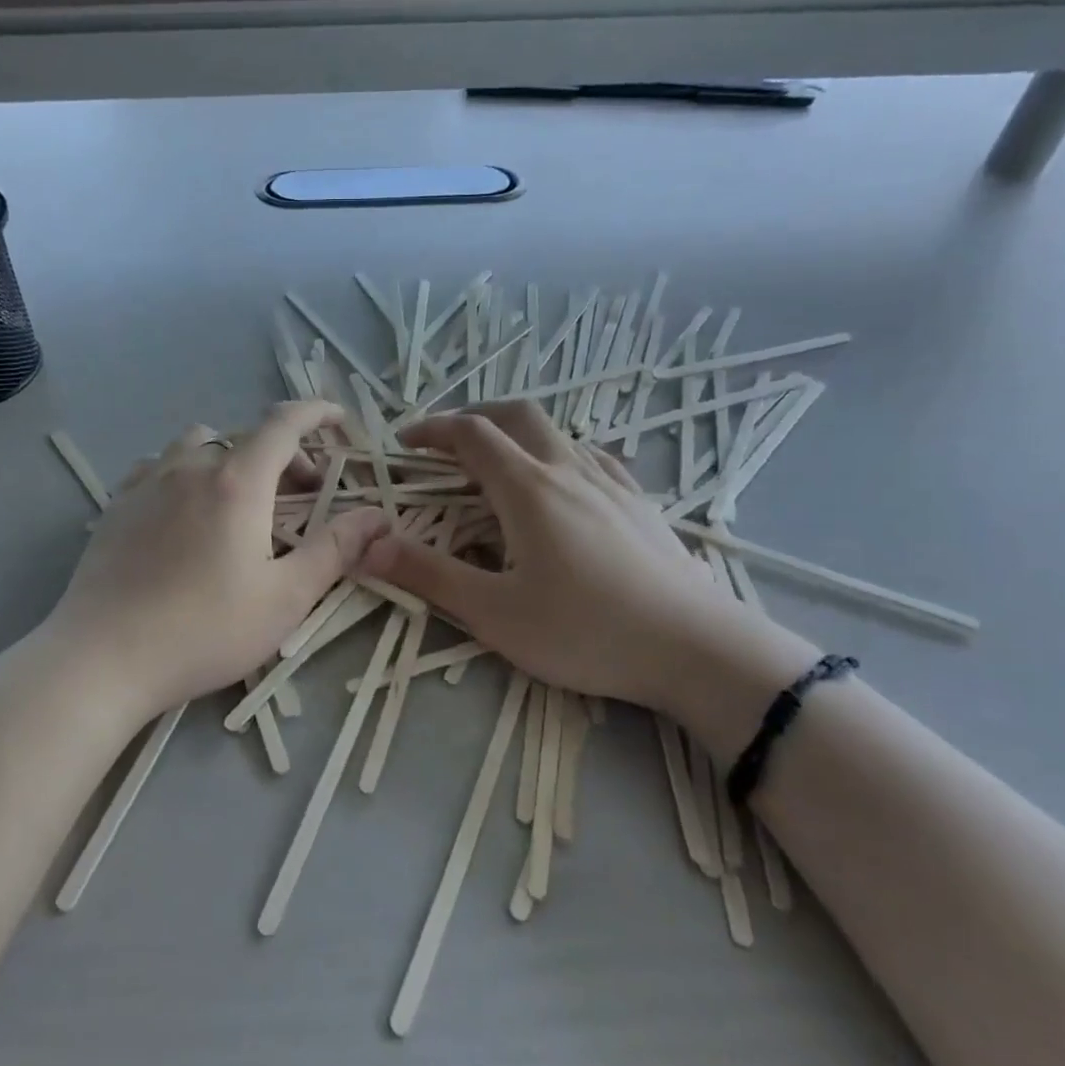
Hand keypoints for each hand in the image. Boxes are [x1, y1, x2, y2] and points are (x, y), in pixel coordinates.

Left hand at [44, 401, 387, 721]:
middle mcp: (190, 467)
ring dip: (232, 458)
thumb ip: (335, 550)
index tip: (340, 420)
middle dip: (284, 454)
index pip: (284, 423)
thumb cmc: (204, 630)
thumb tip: (378, 516)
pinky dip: (187, 472)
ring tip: (241, 499)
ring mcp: (147, 482)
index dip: (317, 413)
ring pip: (199, 444)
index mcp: (237, 482)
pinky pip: (159, 466)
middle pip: (247, 437)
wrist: (102, 658)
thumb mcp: (285, 598)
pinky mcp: (117, 505)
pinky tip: (185, 511)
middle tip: (303, 496)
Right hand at [357, 403, 813, 726]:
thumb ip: (429, 575)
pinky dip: (560, 453)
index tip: (404, 442)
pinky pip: (593, 457)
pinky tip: (564, 483)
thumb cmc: (586, 632)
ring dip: (518, 433)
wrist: (697, 650)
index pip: (471, 435)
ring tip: (500, 464)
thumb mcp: (494, 613)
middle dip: (475, 415)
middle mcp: (569, 470)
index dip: (432, 429)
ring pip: (558, 433)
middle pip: (517, 415)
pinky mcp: (641, 504)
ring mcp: (612, 483)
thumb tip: (367, 546)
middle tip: (447, 441)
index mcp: (528, 489)